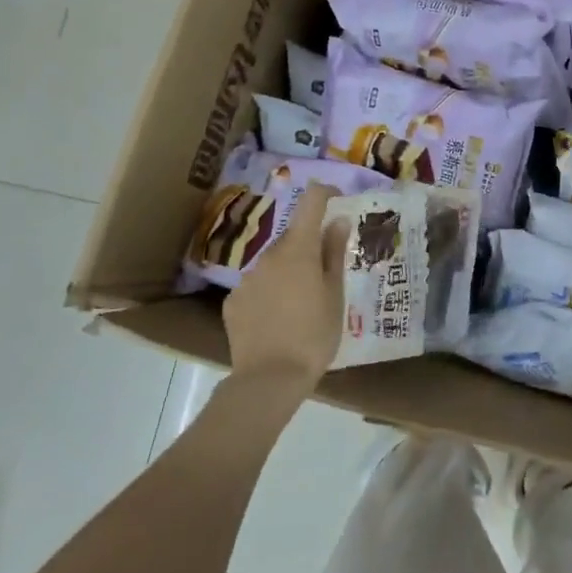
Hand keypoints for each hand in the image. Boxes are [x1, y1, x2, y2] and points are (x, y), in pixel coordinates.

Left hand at [222, 183, 348, 395]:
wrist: (268, 379)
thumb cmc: (313, 335)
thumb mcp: (334, 295)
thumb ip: (334, 254)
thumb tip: (338, 220)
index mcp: (298, 249)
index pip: (311, 201)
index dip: (325, 194)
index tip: (338, 201)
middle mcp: (268, 255)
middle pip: (292, 237)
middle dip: (310, 246)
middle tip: (327, 274)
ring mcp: (247, 278)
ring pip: (274, 263)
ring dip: (289, 271)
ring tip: (303, 304)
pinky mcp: (233, 301)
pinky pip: (258, 286)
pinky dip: (270, 292)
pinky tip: (279, 319)